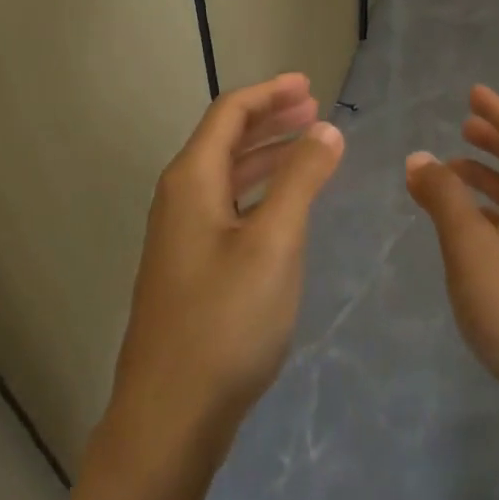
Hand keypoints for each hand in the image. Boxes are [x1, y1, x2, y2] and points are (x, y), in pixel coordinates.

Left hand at [109, 74, 344, 451]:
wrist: (171, 414)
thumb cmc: (226, 321)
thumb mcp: (274, 243)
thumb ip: (301, 180)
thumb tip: (327, 129)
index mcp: (191, 182)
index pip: (229, 114)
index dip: (269, 93)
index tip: (309, 86)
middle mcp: (180, 200)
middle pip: (225, 140)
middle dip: (271, 120)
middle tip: (315, 111)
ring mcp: (182, 237)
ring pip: (227, 177)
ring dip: (267, 155)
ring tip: (309, 148)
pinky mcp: (192, 269)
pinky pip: (228, 209)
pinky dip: (260, 192)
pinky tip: (285, 207)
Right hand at [406, 86, 498, 410]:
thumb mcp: (469, 246)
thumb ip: (442, 198)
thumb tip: (419, 157)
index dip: (497, 110)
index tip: (473, 93)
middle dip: (495, 142)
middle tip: (463, 128)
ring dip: (491, 179)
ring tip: (453, 176)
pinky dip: (496, 210)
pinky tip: (472, 228)